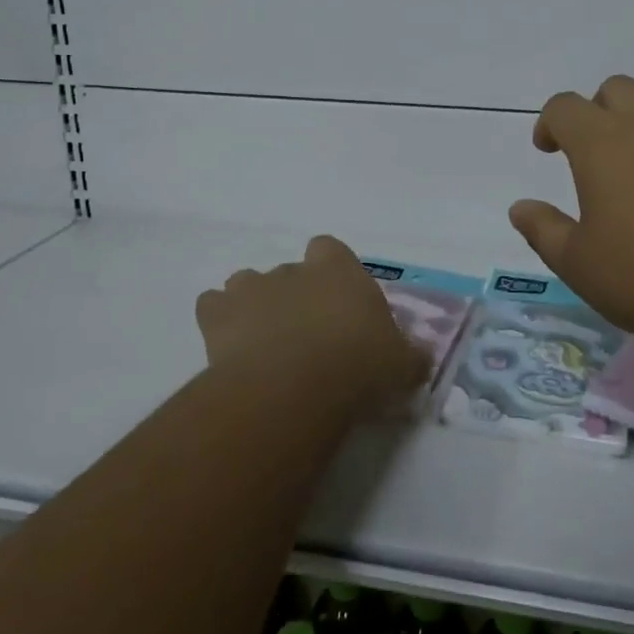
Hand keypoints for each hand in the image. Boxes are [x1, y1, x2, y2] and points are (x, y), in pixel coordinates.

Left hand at [195, 235, 427, 411]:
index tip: (336, 302)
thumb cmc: (359, 363)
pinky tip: (229, 349)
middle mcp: (294, 270)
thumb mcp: (401, 364)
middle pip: (289, 271)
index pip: (330, 249)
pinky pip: (212, 307)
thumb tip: (421, 360)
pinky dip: (218, 322)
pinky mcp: (218, 314)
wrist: (296, 384)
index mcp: (339, 270)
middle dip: (293, 296)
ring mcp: (252, 288)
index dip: (330, 271)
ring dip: (253, 305)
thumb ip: (410, 356)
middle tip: (304, 336)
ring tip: (262, 342)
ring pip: (246, 282)